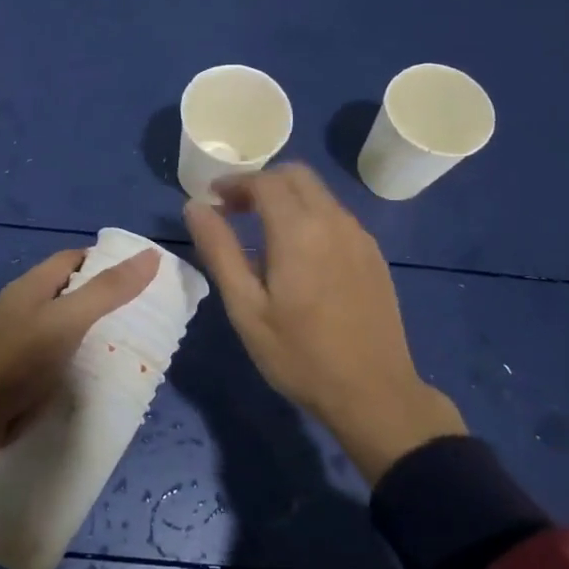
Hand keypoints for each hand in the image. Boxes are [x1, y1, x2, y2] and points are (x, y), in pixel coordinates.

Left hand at [0, 246, 161, 451]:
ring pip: (65, 324)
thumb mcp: (68, 319)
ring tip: (133, 337)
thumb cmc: (19, 358)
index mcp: (32, 285)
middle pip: (70, 290)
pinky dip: (80, 354)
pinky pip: (58, 353)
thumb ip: (108, 290)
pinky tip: (101, 367)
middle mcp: (25, 306)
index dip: (105, 260)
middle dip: (104, 296)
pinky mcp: (21, 370)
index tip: (140, 271)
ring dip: (94, 327)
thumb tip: (150, 255)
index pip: (73, 258)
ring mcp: (21, 339)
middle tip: (144, 308)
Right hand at [183, 163, 464, 484]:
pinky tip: (298, 255)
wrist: (374, 393)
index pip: (264, 181)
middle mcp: (334, 221)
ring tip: (260, 233)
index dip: (234, 183)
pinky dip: (310, 217)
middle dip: (261, 183)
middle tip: (233, 210)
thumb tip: (194, 206)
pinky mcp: (374, 255)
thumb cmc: (299, 355)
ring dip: (286, 199)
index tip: (212, 199)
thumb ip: (219, 250)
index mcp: (299, 230)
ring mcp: (360, 237)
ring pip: (319, 195)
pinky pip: (336, 217)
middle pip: (296, 175)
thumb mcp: (246, 308)